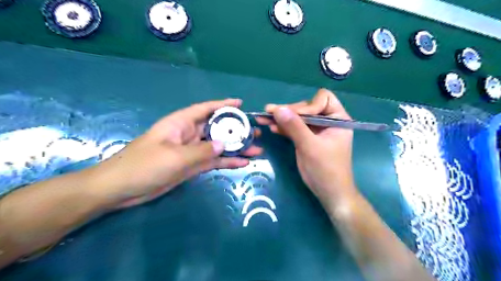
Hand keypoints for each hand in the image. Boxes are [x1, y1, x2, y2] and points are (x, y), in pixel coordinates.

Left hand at [88, 99, 263, 207]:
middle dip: (235, 129)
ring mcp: (191, 151)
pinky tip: (242, 163)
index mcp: (181, 123)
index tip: (241, 104)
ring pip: (217, 146)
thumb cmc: (144, 165)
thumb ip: (201, 150)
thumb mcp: (174, 157)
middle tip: (255, 132)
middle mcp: (188, 134)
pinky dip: (226, 162)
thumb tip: (224, 145)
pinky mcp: (191, 166)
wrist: (122, 189)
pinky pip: (213, 161)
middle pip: (216, 128)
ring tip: (255, 149)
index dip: (223, 105)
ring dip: (235, 148)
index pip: (205, 109)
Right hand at [258, 89, 355, 208]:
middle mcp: (327, 121)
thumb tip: (277, 109)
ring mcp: (316, 130)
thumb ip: (294, 127)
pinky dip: (283, 128)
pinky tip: (272, 127)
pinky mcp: (307, 139)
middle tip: (269, 112)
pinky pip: (294, 129)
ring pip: (298, 118)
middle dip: (289, 111)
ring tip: (264, 117)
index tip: (294, 116)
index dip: (307, 106)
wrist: (328, 192)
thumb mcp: (310, 146)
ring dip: (282, 118)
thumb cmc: (326, 169)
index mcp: (337, 119)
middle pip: (307, 107)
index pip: (322, 99)